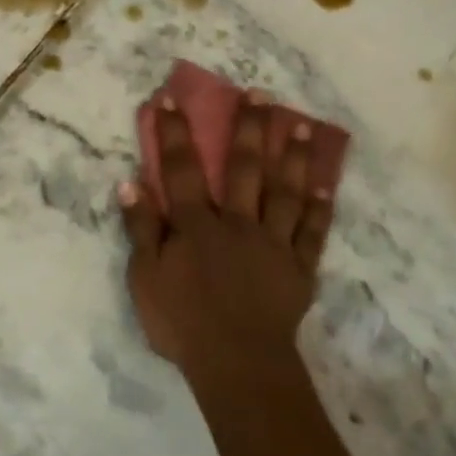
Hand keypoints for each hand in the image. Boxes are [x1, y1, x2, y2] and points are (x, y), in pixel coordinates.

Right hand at [118, 91, 334, 386]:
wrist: (236, 362)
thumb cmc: (183, 322)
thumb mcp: (145, 278)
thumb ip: (141, 229)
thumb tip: (130, 183)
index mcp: (197, 224)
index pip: (182, 169)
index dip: (174, 133)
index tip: (170, 98)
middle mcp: (237, 222)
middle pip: (243, 168)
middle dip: (249, 128)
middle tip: (260, 93)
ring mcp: (273, 242)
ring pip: (285, 191)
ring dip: (293, 156)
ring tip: (303, 124)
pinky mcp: (299, 266)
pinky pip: (312, 231)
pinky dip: (320, 207)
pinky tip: (325, 184)